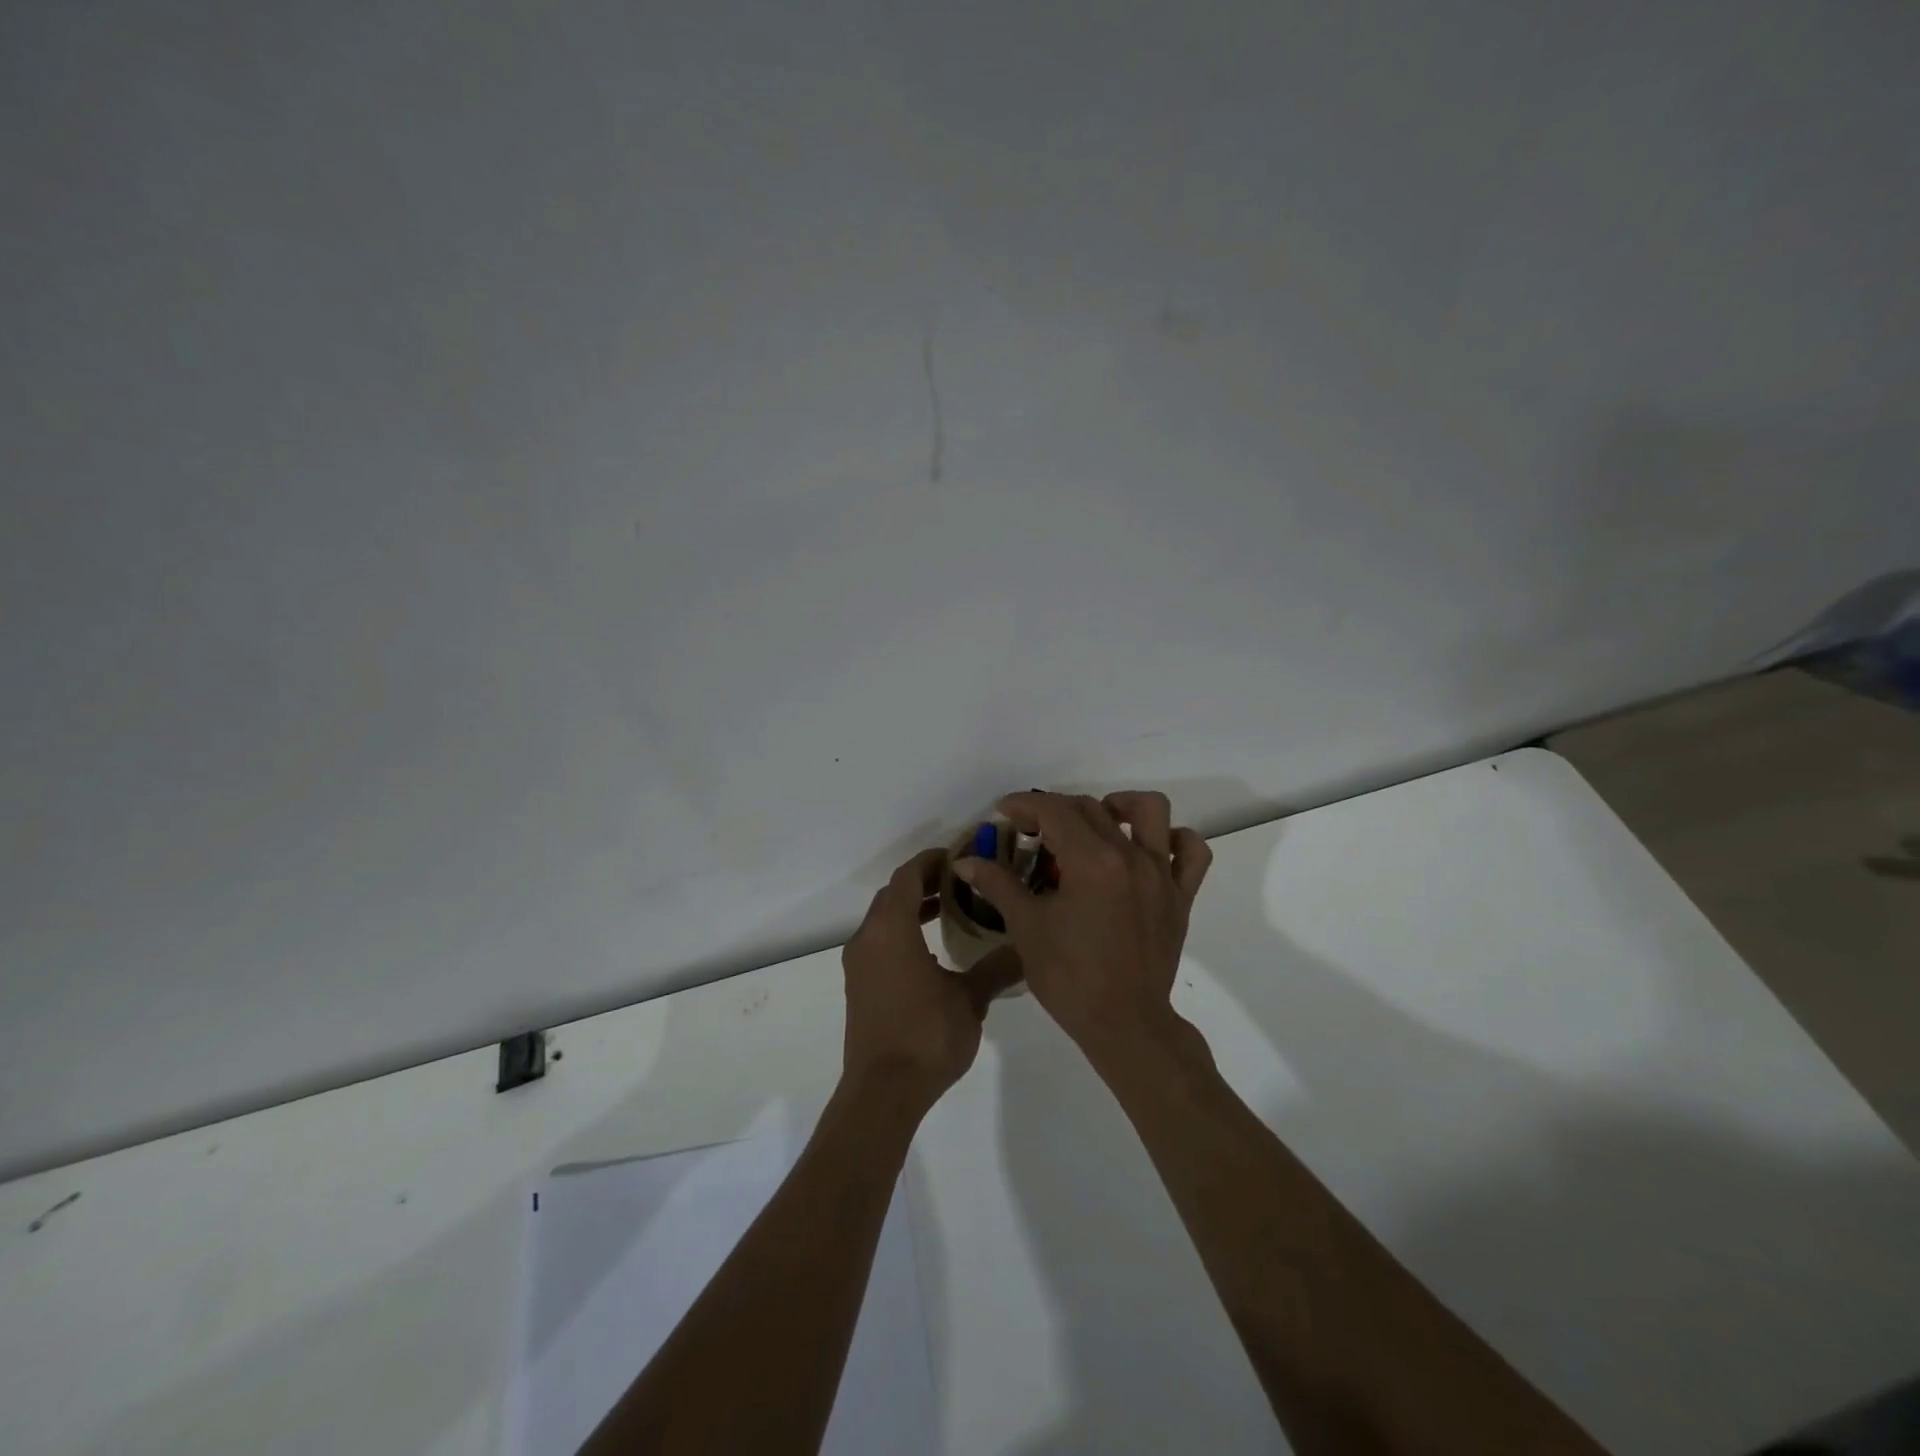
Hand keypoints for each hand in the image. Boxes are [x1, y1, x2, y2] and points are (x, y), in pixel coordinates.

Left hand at [841, 848, 1022, 1112]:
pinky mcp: (859, 984)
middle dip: (924, 881)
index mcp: (892, 929)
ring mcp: (859, 962)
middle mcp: (868, 937)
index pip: (908, 876)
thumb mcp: (970, 1000)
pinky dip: (902, 930)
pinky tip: (931, 950)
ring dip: (912, 907)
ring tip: (949, 909)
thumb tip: (1026, 948)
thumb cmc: (926, 1036)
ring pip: (884, 917)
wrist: (882, 1091)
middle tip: (961, 881)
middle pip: (894, 893)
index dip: (931, 861)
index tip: (958, 856)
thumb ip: (996, 967)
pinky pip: (879, 940)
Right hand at [953, 790, 1211, 1065]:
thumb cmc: (1069, 977)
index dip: (1025, 804)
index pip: (1055, 811)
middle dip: (1055, 809)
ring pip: (1152, 811)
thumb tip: (965, 861)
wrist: (1124, 1025)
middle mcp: (1131, 856)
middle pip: (1092, 807)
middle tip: (1032, 830)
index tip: (1004, 812)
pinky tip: (1147, 849)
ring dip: (1121, 806)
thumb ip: (998, 885)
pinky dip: (1173, 840)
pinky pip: (1192, 852)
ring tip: (1097, 823)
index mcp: (1092, 861)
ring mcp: (1162, 874)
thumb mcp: (1027, 928)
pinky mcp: (1181, 896)